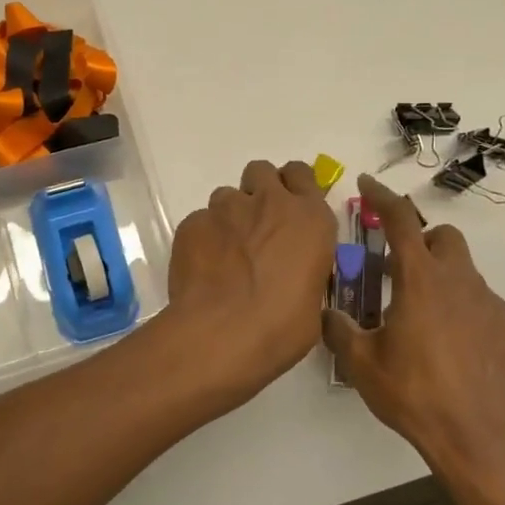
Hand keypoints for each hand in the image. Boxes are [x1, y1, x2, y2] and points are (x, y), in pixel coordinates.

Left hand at [166, 160, 337, 398]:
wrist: (221, 333)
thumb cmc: (281, 326)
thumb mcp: (312, 300)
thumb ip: (303, 272)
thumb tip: (293, 280)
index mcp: (309, 218)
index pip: (302, 174)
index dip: (294, 186)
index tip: (290, 205)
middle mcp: (268, 202)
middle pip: (261, 171)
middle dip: (259, 190)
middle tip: (257, 224)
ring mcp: (225, 209)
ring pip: (226, 195)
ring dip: (230, 216)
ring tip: (226, 252)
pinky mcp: (192, 223)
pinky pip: (200, 221)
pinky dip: (203, 238)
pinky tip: (203, 267)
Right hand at [323, 173, 504, 490]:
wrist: (479, 440)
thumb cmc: (415, 394)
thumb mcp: (362, 364)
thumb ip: (340, 330)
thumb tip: (326, 313)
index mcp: (421, 280)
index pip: (400, 221)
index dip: (382, 197)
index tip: (367, 184)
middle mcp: (460, 282)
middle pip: (444, 237)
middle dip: (421, 240)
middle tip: (398, 269)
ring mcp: (490, 306)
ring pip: (465, 272)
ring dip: (441, 278)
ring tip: (420, 317)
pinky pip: (481, 307)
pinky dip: (462, 311)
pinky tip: (449, 347)